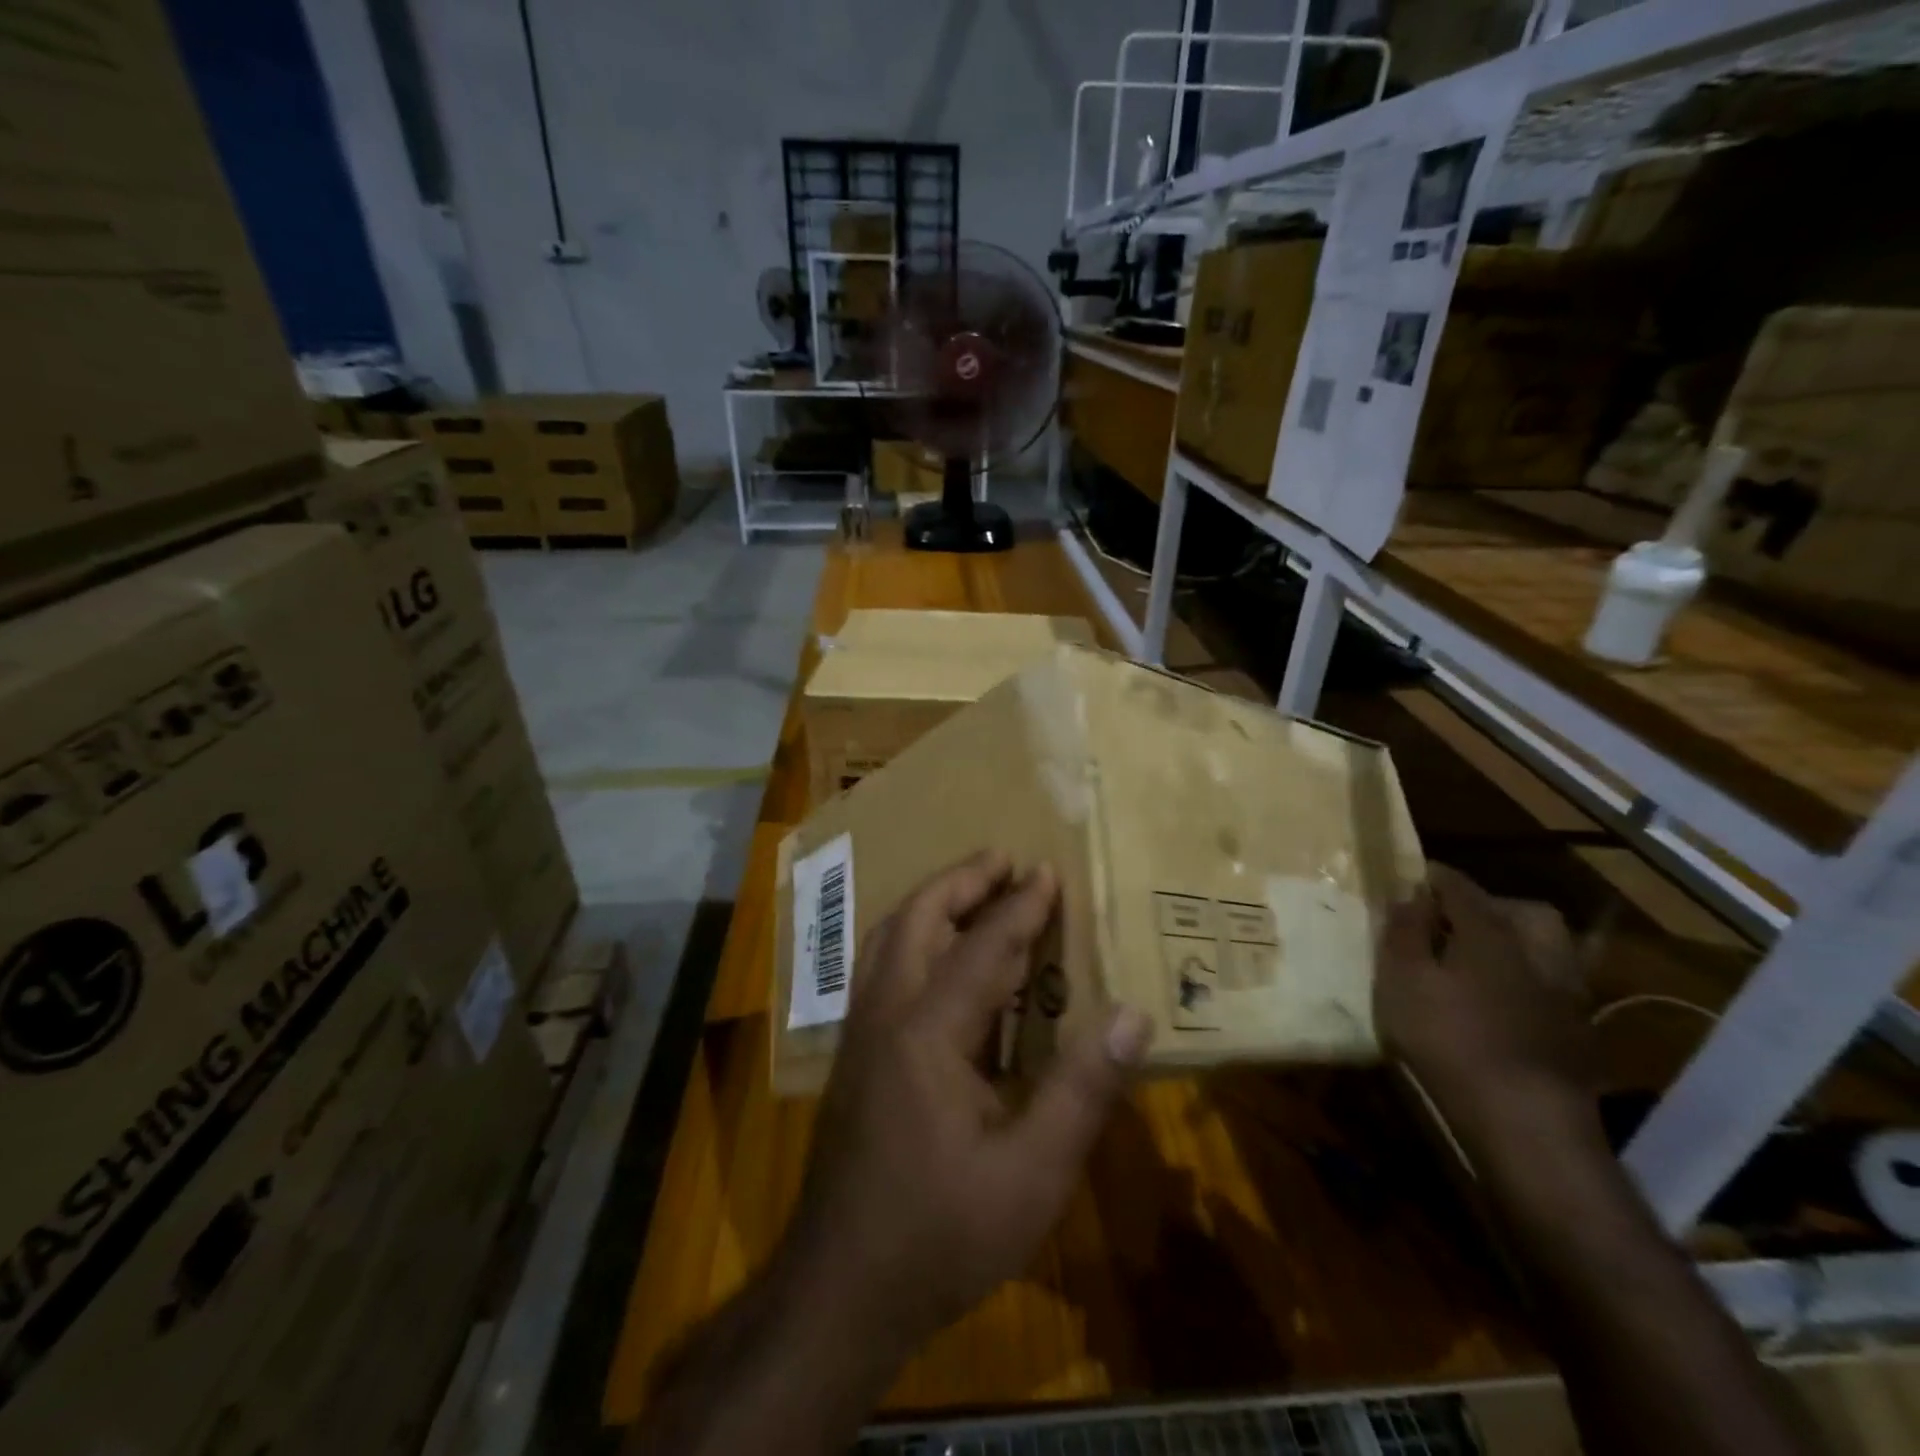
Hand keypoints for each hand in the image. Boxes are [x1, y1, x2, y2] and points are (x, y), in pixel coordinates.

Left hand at [780, 851, 1153, 1356]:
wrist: (840, 1289)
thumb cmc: (941, 1234)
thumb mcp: (1032, 1174)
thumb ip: (1082, 1089)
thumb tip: (1131, 1015)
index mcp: (927, 1032)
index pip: (982, 946)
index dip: (1020, 906)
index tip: (1047, 870)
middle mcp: (885, 1014)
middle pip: (917, 920)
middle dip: (960, 881)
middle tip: (1002, 858)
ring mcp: (861, 1033)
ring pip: (889, 939)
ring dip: (932, 904)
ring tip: (972, 890)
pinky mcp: (854, 1056)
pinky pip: (883, 969)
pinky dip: (915, 939)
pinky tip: (940, 959)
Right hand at [1376, 864, 1600, 1161]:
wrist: (1526, 1121)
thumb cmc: (1450, 1039)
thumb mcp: (1402, 980)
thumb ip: (1404, 932)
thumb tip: (1409, 894)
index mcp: (1491, 930)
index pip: (1459, 885)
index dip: (1431, 877)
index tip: (1408, 879)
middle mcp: (1537, 950)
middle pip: (1520, 910)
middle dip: (1486, 906)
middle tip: (1450, 921)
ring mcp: (1566, 991)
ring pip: (1546, 947)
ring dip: (1514, 943)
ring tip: (1477, 961)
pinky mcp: (1578, 1030)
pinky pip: (1552, 984)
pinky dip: (1527, 980)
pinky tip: (1503, 1003)